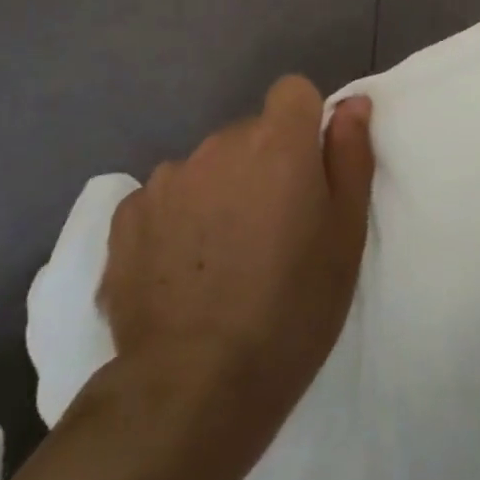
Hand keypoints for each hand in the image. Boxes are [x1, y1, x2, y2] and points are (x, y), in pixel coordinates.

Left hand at [94, 76, 374, 473]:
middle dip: (263, 166)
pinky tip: (180, 274)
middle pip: (249, 134)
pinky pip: (163, 199)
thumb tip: (353, 104)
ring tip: (221, 260)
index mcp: (277, 143)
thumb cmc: (292, 309)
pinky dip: (174, 222)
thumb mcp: (345, 236)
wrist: (195, 388)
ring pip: (206, 167)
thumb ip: (351, 156)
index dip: (304, 124)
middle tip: (270, 232)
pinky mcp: (126, 217)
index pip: (294, 91)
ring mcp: (166, 179)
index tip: (307, 172)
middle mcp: (218, 145)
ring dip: (218, 193)